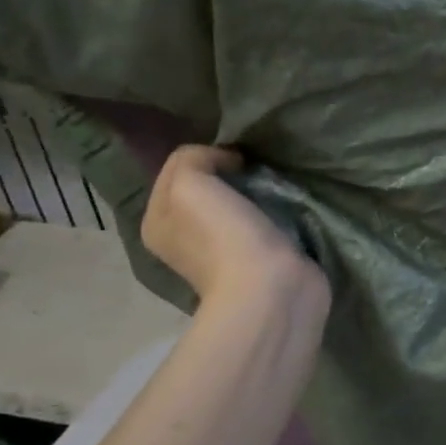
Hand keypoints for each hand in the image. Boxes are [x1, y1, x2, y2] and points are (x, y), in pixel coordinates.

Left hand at [142, 145, 318, 304]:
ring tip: (276, 186)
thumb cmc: (223, 236)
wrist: (271, 289)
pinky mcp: (261, 260)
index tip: (235, 158)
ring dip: (258, 192)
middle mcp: (185, 238)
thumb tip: (228, 161)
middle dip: (233, 174)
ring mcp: (224, 253)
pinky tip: (287, 206)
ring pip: (239, 204)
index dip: (205, 155)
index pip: (177, 169)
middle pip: (209, 186)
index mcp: (159, 222)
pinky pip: (265, 221)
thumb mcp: (189, 182)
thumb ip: (194, 158)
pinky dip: (276, 211)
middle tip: (258, 170)